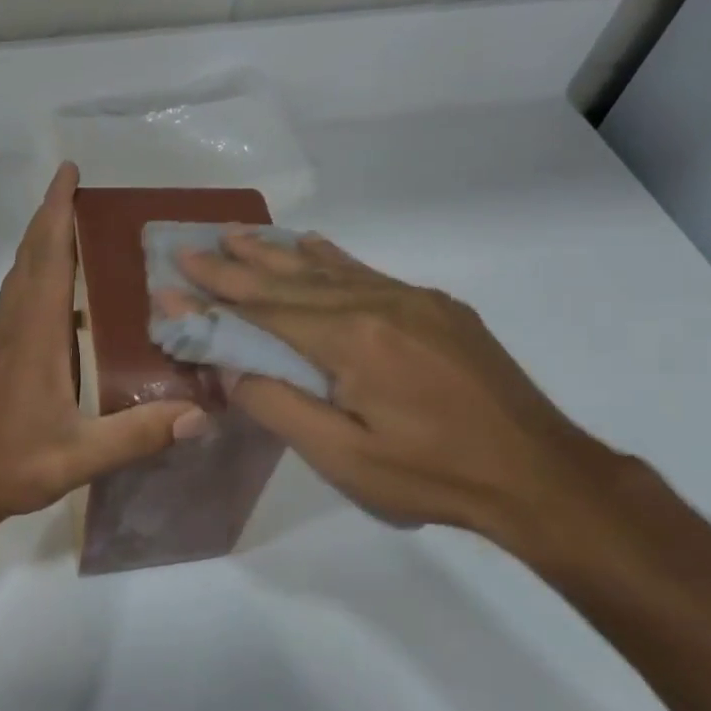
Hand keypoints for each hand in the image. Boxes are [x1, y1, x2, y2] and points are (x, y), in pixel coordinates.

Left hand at [0, 164, 206, 529]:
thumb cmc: (15, 463)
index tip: (69, 172)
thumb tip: (201, 414)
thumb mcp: (81, 455)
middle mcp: (12, 325)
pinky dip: (35, 275)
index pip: (47, 257)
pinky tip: (60, 295)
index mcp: (34, 335)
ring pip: (19, 276)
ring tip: (75, 230)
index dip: (57, 212)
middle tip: (79, 190)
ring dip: (41, 244)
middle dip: (50, 216)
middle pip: (30, 256)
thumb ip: (139, 434)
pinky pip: (15, 299)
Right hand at [176, 230, 621, 548]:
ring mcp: (413, 301)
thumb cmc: (432, 475)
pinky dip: (333, 258)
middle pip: (292, 280)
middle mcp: (378, 304)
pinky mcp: (437, 309)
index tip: (173, 276)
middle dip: (237, 264)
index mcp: (351, 340)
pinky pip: (369, 273)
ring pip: (330, 269)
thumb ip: (279, 406)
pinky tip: (314, 245)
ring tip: (239, 235)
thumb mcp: (343, 458)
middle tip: (194, 244)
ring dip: (278, 253)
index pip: (265, 311)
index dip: (215, 296)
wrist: (537, 473)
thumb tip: (230, 367)